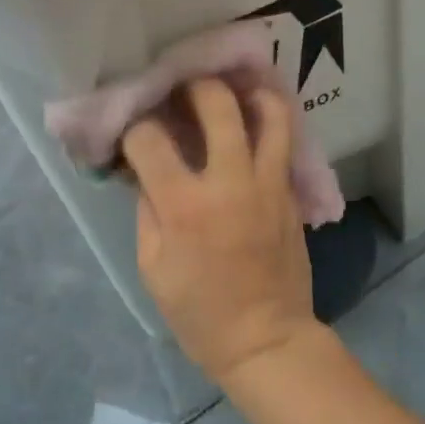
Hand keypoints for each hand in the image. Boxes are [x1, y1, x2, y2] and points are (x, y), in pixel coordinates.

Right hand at [122, 78, 320, 386]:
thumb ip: (147, 208)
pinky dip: (269, 119)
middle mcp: (230, 181)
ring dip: (246, 91)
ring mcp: (268, 182)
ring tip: (230, 90)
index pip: (149, 138)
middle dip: (193, 85)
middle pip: (216, 103)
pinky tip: (253, 118)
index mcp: (184, 205)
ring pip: (268, 111)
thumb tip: (145, 169)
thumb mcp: (151, 266)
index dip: (134, 128)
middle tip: (182, 88)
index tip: (133, 132)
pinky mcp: (291, 191)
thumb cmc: (198, 311)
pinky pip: (284, 140)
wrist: (266, 338)